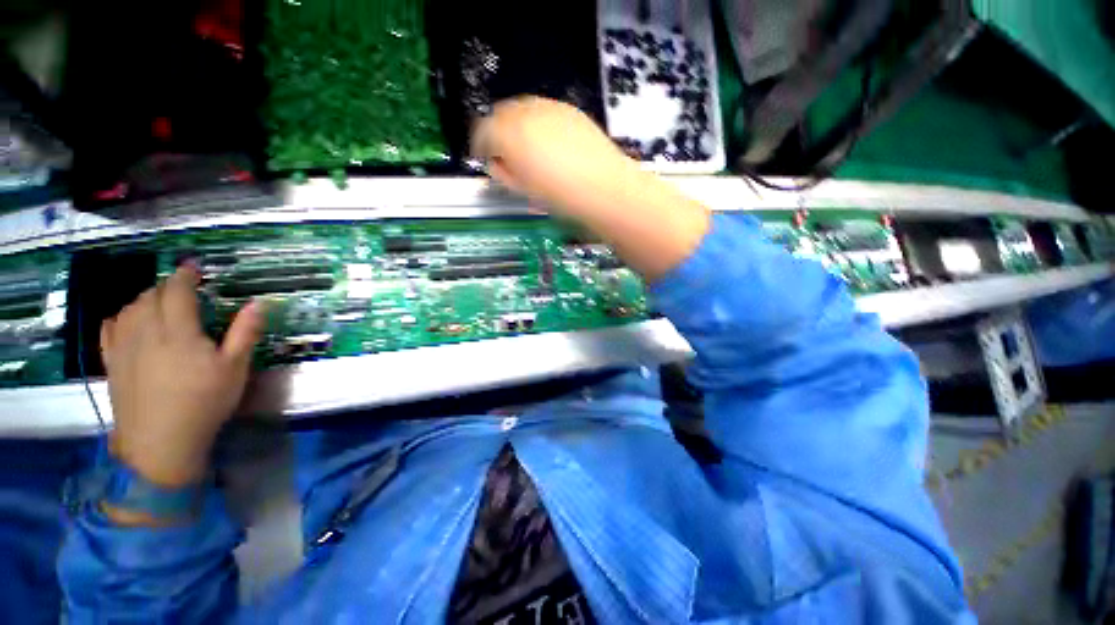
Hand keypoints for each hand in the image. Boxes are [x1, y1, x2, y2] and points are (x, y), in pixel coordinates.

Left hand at [100, 265, 262, 487]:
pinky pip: (110, 327)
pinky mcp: (112, 362)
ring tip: (160, 303)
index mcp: (178, 332)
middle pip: (150, 296)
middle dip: (167, 287)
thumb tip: (258, 303)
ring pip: (129, 308)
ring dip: (145, 299)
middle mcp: (145, 332)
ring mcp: (124, 347)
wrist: (160, 442)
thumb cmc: (204, 402)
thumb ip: (245, 333)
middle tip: (185, 289)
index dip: (185, 275)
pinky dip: (121, 316)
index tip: (194, 267)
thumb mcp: (235, 368)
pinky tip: (128, 319)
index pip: (176, 291)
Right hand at [473, 96, 710, 280]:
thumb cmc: (562, 199)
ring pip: (521, 109)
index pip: (482, 133)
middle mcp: (526, 113)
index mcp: (510, 137)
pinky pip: (543, 111)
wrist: (607, 190)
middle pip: (500, 114)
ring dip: (517, 127)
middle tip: (507, 157)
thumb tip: (497, 163)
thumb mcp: (524, 191)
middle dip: (498, 134)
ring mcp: (549, 107)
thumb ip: (503, 173)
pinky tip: (550, 144)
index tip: (488, 162)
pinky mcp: (569, 110)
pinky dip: (538, 123)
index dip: (482, 149)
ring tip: (529, 151)